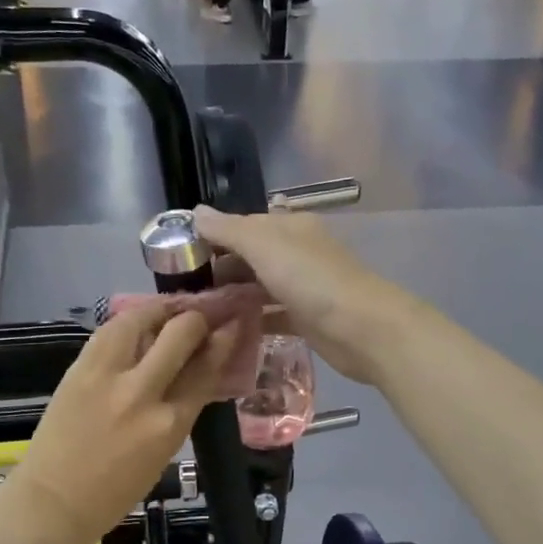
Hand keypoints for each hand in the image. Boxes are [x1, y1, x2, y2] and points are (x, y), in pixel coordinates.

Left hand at [5, 301, 244, 543]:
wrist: (54, 500)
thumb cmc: (116, 491)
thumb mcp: (164, 453)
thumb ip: (182, 408)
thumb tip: (199, 370)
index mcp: (170, 424)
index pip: (206, 369)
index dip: (223, 341)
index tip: (232, 325)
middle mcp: (142, 393)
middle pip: (180, 333)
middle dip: (197, 318)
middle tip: (202, 317)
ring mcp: (106, 376)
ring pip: (141, 318)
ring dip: (162, 310)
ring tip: (170, 311)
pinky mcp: (79, 368)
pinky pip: (110, 330)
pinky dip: (130, 321)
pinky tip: (138, 322)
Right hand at [194, 205, 414, 383]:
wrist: (361, 328)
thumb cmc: (311, 279)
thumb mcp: (264, 245)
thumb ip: (228, 229)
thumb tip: (195, 212)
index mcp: (289, 227)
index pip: (243, 225)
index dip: (213, 236)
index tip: (181, 257)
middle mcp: (296, 252)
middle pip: (250, 256)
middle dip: (220, 269)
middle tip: (185, 290)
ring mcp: (303, 287)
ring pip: (259, 286)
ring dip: (233, 296)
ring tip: (198, 312)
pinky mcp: (306, 319)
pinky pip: (271, 314)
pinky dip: (251, 319)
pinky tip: (226, 331)